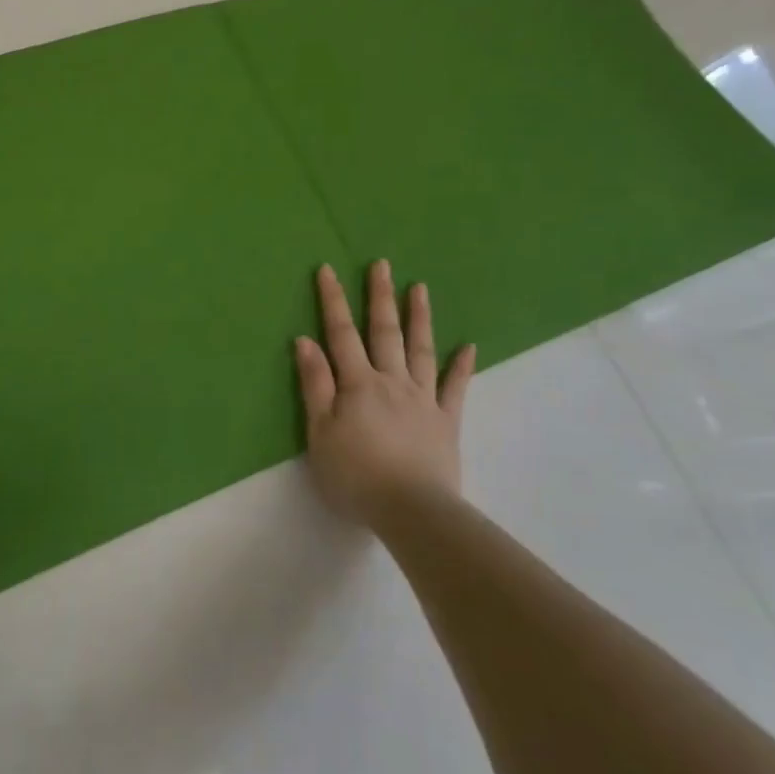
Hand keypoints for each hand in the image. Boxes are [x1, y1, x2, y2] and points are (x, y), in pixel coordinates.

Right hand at [294, 261, 476, 522]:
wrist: (410, 509)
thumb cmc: (354, 474)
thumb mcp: (319, 431)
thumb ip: (315, 384)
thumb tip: (306, 341)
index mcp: (357, 384)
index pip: (341, 334)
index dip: (333, 301)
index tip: (328, 270)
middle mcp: (392, 381)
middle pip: (384, 332)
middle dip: (380, 297)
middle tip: (382, 264)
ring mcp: (423, 399)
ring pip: (421, 350)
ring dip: (419, 318)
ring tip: (419, 288)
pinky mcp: (446, 421)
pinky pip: (455, 387)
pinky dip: (461, 366)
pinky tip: (468, 346)